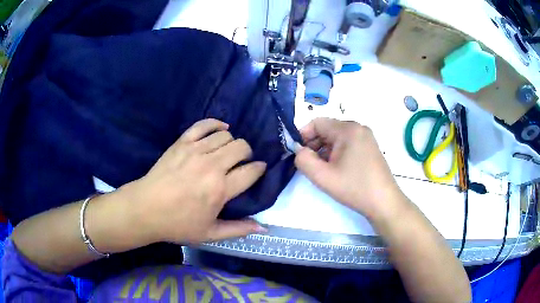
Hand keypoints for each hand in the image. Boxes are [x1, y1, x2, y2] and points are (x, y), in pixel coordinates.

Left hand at [122, 119, 266, 243]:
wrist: (146, 209)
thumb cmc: (178, 224)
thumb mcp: (210, 233)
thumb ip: (238, 229)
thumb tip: (263, 227)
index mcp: (220, 189)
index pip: (251, 171)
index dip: (259, 169)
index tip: (258, 170)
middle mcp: (211, 165)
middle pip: (241, 147)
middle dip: (247, 154)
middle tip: (241, 163)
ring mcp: (195, 150)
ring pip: (226, 136)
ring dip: (232, 143)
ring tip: (227, 153)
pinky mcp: (182, 142)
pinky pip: (204, 124)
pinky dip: (216, 124)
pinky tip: (221, 129)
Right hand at [295, 118, 405, 220]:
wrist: (384, 202)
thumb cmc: (354, 188)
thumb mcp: (323, 176)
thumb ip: (303, 160)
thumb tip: (299, 150)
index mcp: (348, 129)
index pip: (317, 122)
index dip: (303, 135)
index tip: (298, 153)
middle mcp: (358, 128)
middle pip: (328, 128)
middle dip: (314, 144)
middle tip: (310, 163)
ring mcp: (366, 137)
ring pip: (337, 137)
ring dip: (325, 149)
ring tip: (323, 168)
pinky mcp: (370, 146)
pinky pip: (347, 143)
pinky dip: (337, 152)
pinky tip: (337, 168)